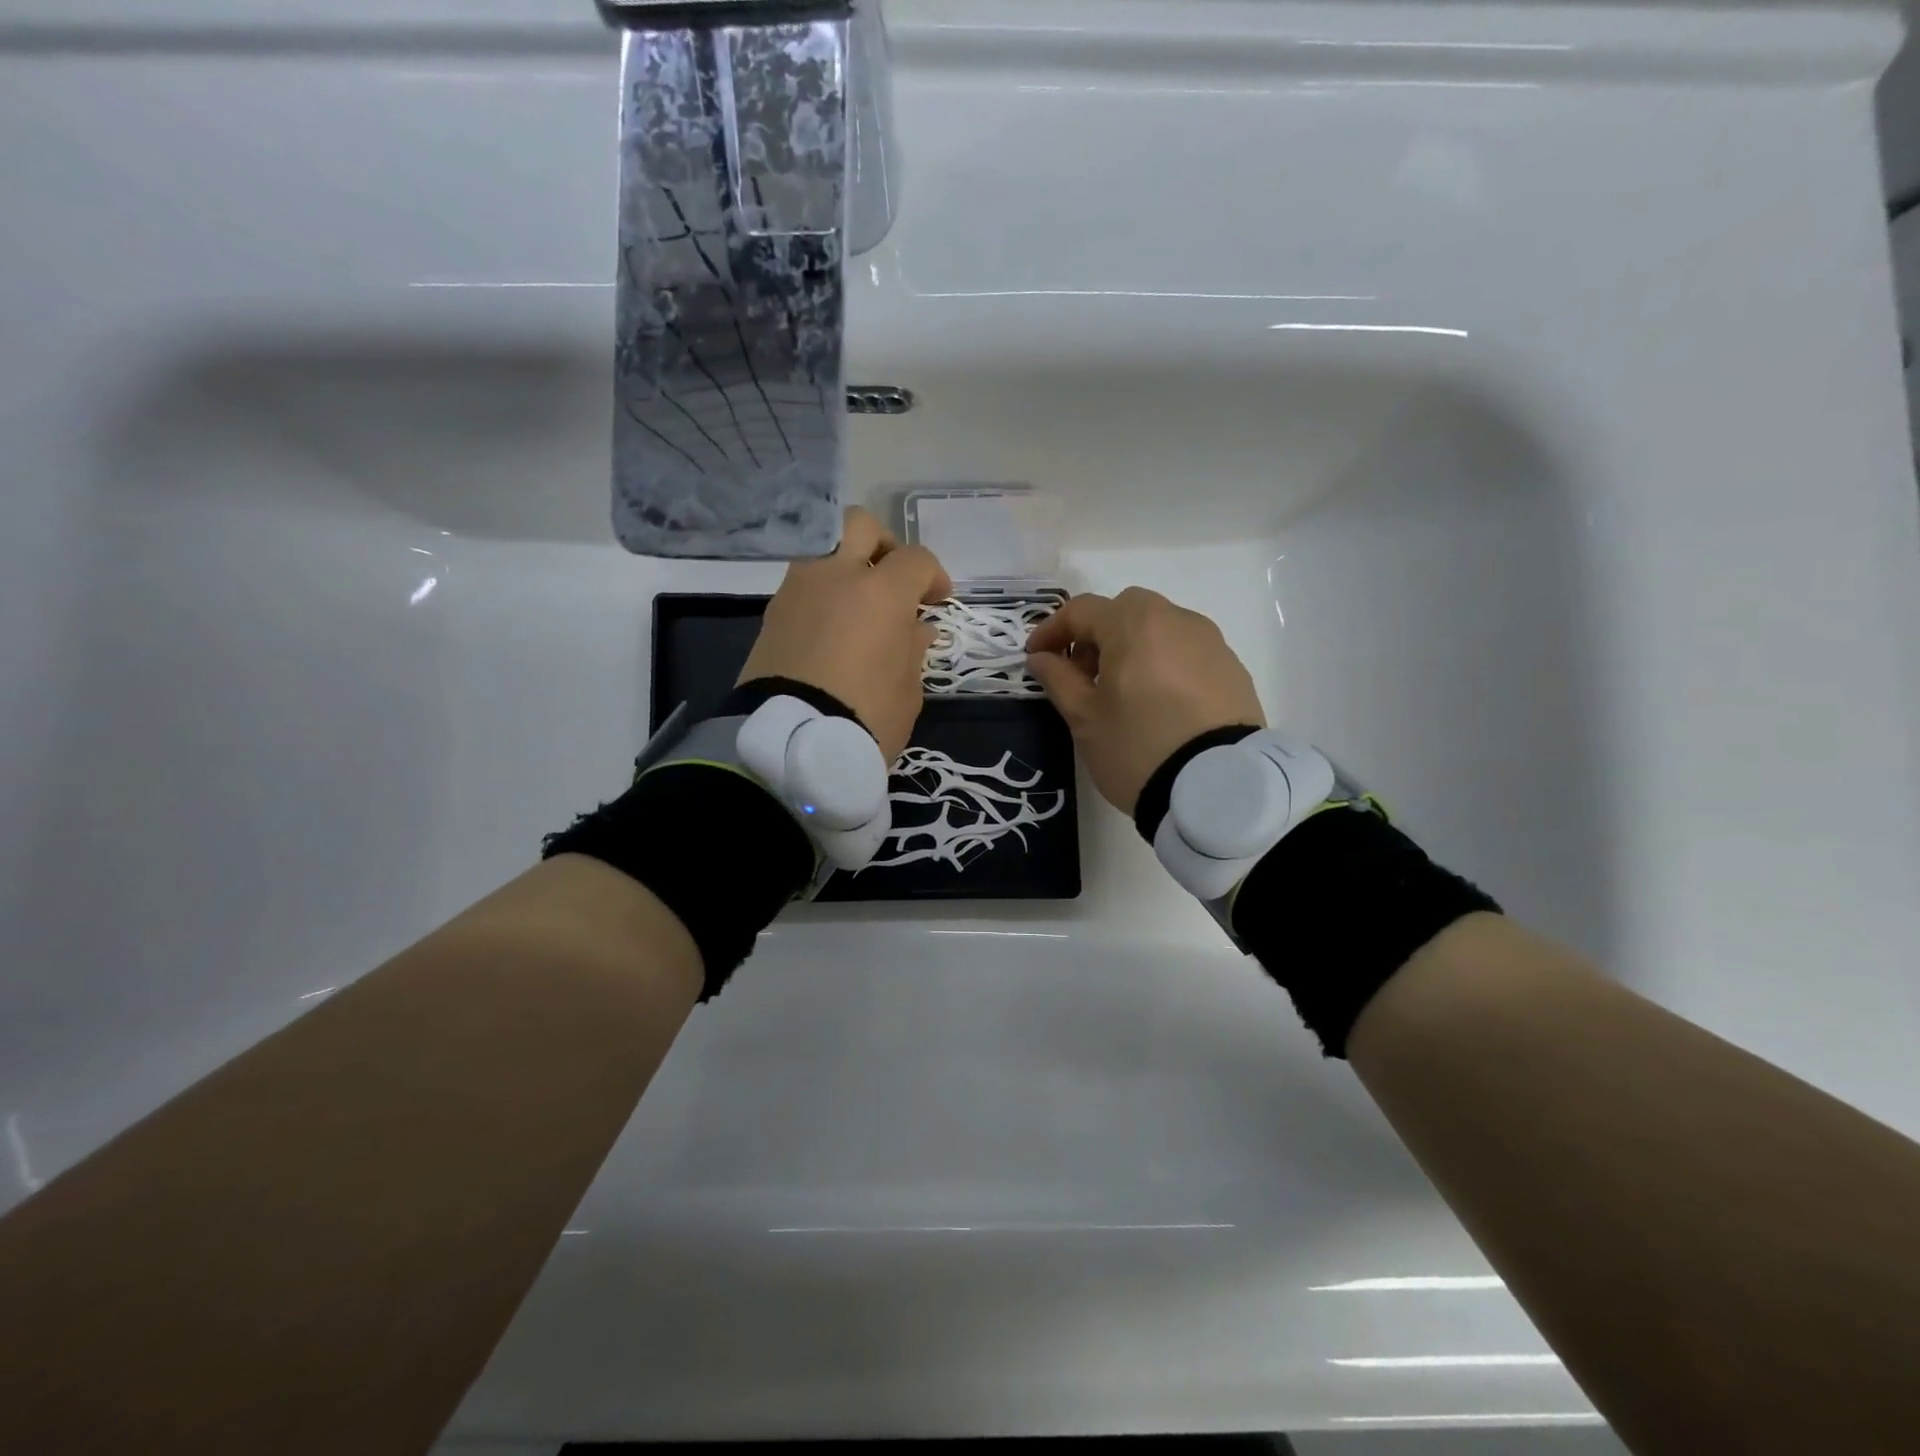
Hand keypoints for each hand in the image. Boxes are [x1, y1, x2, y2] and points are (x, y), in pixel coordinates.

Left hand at [740, 506, 952, 762]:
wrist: (791, 744)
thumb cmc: (866, 717)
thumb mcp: (907, 689)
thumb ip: (913, 648)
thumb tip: (915, 627)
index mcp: (881, 591)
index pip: (915, 559)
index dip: (933, 576)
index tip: (937, 602)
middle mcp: (836, 575)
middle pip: (859, 525)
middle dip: (883, 545)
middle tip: (892, 580)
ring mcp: (798, 589)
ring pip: (824, 550)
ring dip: (845, 567)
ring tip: (858, 608)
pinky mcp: (772, 613)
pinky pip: (803, 585)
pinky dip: (821, 595)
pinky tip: (831, 630)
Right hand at [1026, 587, 1264, 815]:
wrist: (1217, 789)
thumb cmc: (1137, 748)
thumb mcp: (1085, 718)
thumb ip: (1058, 679)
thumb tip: (1041, 657)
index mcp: (1134, 625)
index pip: (1081, 611)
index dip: (1051, 631)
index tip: (1035, 657)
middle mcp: (1176, 620)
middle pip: (1125, 610)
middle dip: (1096, 633)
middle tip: (1083, 673)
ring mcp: (1210, 642)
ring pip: (1160, 627)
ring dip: (1132, 646)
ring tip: (1122, 691)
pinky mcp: (1232, 668)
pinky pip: (1187, 651)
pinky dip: (1164, 663)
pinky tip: (1159, 702)